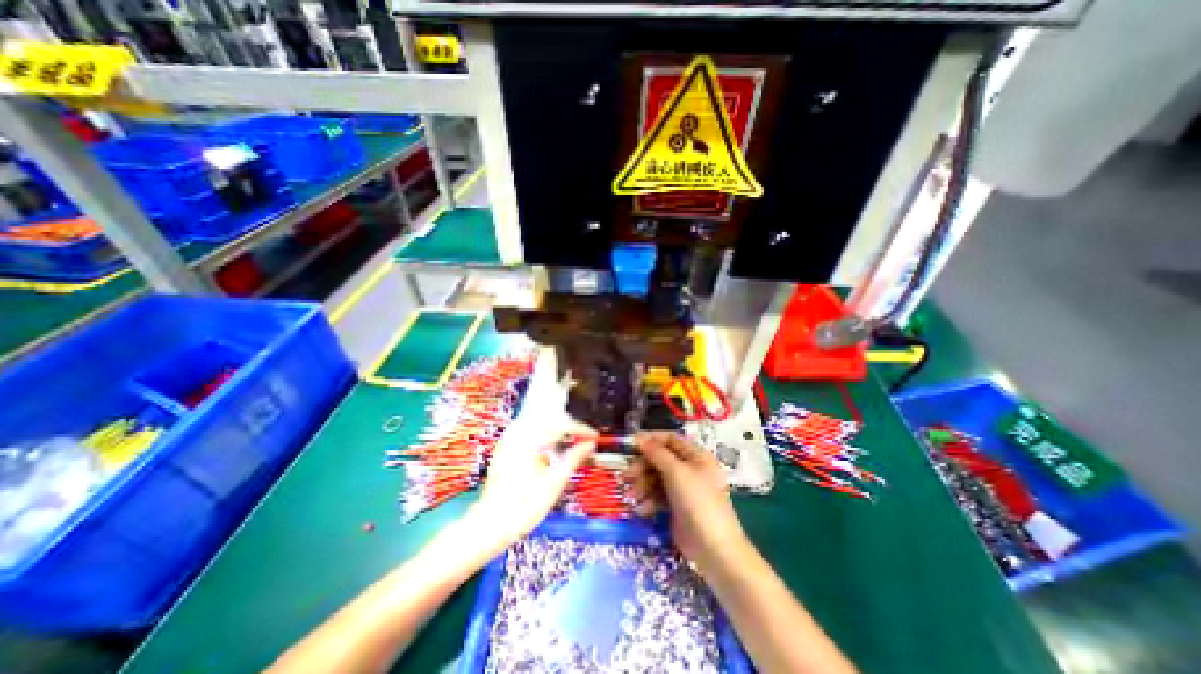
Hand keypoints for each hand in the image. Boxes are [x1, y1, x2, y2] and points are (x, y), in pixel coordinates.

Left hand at [469, 419, 600, 556]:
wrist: (491, 524)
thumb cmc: (523, 507)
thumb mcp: (555, 483)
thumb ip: (574, 458)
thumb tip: (589, 444)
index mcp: (529, 440)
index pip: (561, 424)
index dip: (581, 429)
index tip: (594, 436)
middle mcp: (517, 433)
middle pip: (550, 416)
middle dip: (570, 424)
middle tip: (584, 436)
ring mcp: (509, 437)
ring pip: (539, 419)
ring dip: (557, 426)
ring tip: (571, 439)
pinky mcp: (506, 444)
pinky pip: (529, 428)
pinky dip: (545, 432)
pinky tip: (552, 444)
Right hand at [623, 432, 746, 574]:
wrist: (713, 548)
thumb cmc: (697, 502)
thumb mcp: (677, 472)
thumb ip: (657, 453)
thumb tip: (638, 437)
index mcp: (696, 456)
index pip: (671, 439)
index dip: (651, 439)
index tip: (631, 444)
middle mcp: (691, 469)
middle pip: (661, 459)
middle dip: (643, 466)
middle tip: (627, 475)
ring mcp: (684, 488)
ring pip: (657, 478)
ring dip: (642, 485)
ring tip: (631, 496)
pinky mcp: (677, 506)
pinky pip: (659, 495)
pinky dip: (649, 500)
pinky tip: (643, 510)